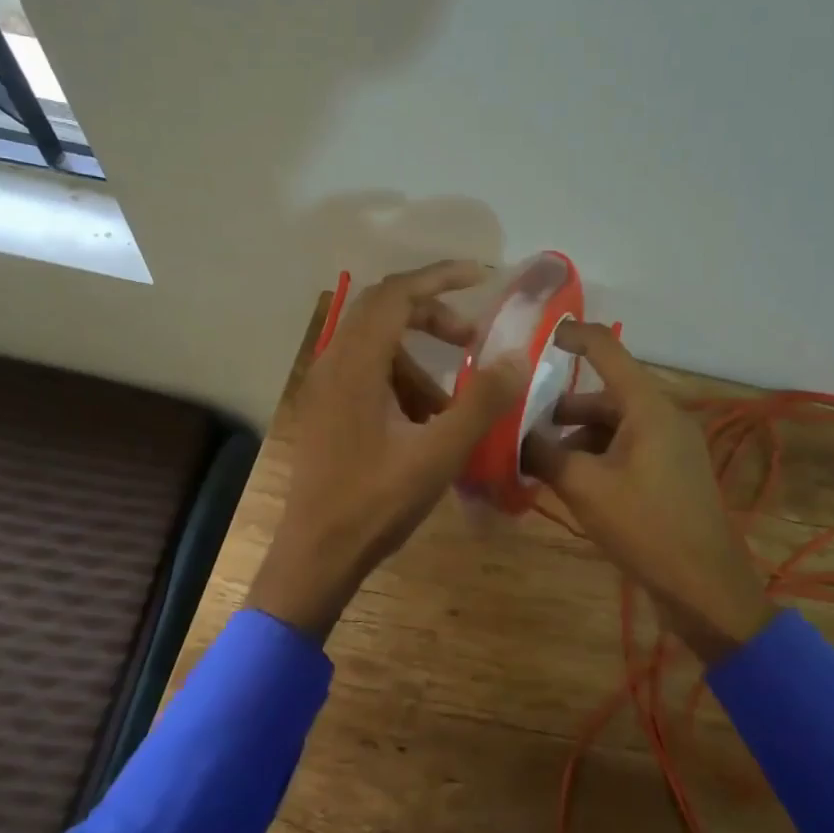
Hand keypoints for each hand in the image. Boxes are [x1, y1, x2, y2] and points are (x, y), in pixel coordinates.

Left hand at [248, 261, 528, 640]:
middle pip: (384, 310)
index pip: (397, 294)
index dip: (440, 277)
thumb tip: (517, 357)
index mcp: (356, 364)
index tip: (481, 277)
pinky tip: (425, 424)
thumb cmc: (376, 503)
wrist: (315, 555)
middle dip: (432, 315)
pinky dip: (401, 384)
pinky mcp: (325, 409)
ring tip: (453, 403)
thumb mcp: (439, 453)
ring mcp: (324, 387)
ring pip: (377, 347)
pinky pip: (367, 375)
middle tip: (471, 337)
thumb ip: (481, 402)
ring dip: (418, 360)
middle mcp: (333, 363)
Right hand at [523, 322, 773, 662]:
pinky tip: (570, 484)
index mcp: (648, 407)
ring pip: (613, 426)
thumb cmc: (646, 527)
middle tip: (519, 422)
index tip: (537, 337)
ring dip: (575, 439)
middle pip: (604, 396)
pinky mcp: (670, 473)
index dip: (572, 336)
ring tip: (538, 463)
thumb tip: (512, 436)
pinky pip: (626, 450)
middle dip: (560, 409)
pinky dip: (596, 457)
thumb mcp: (585, 488)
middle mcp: (662, 417)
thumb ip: (544, 454)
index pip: (606, 350)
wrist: (705, 589)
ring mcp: (670, 446)